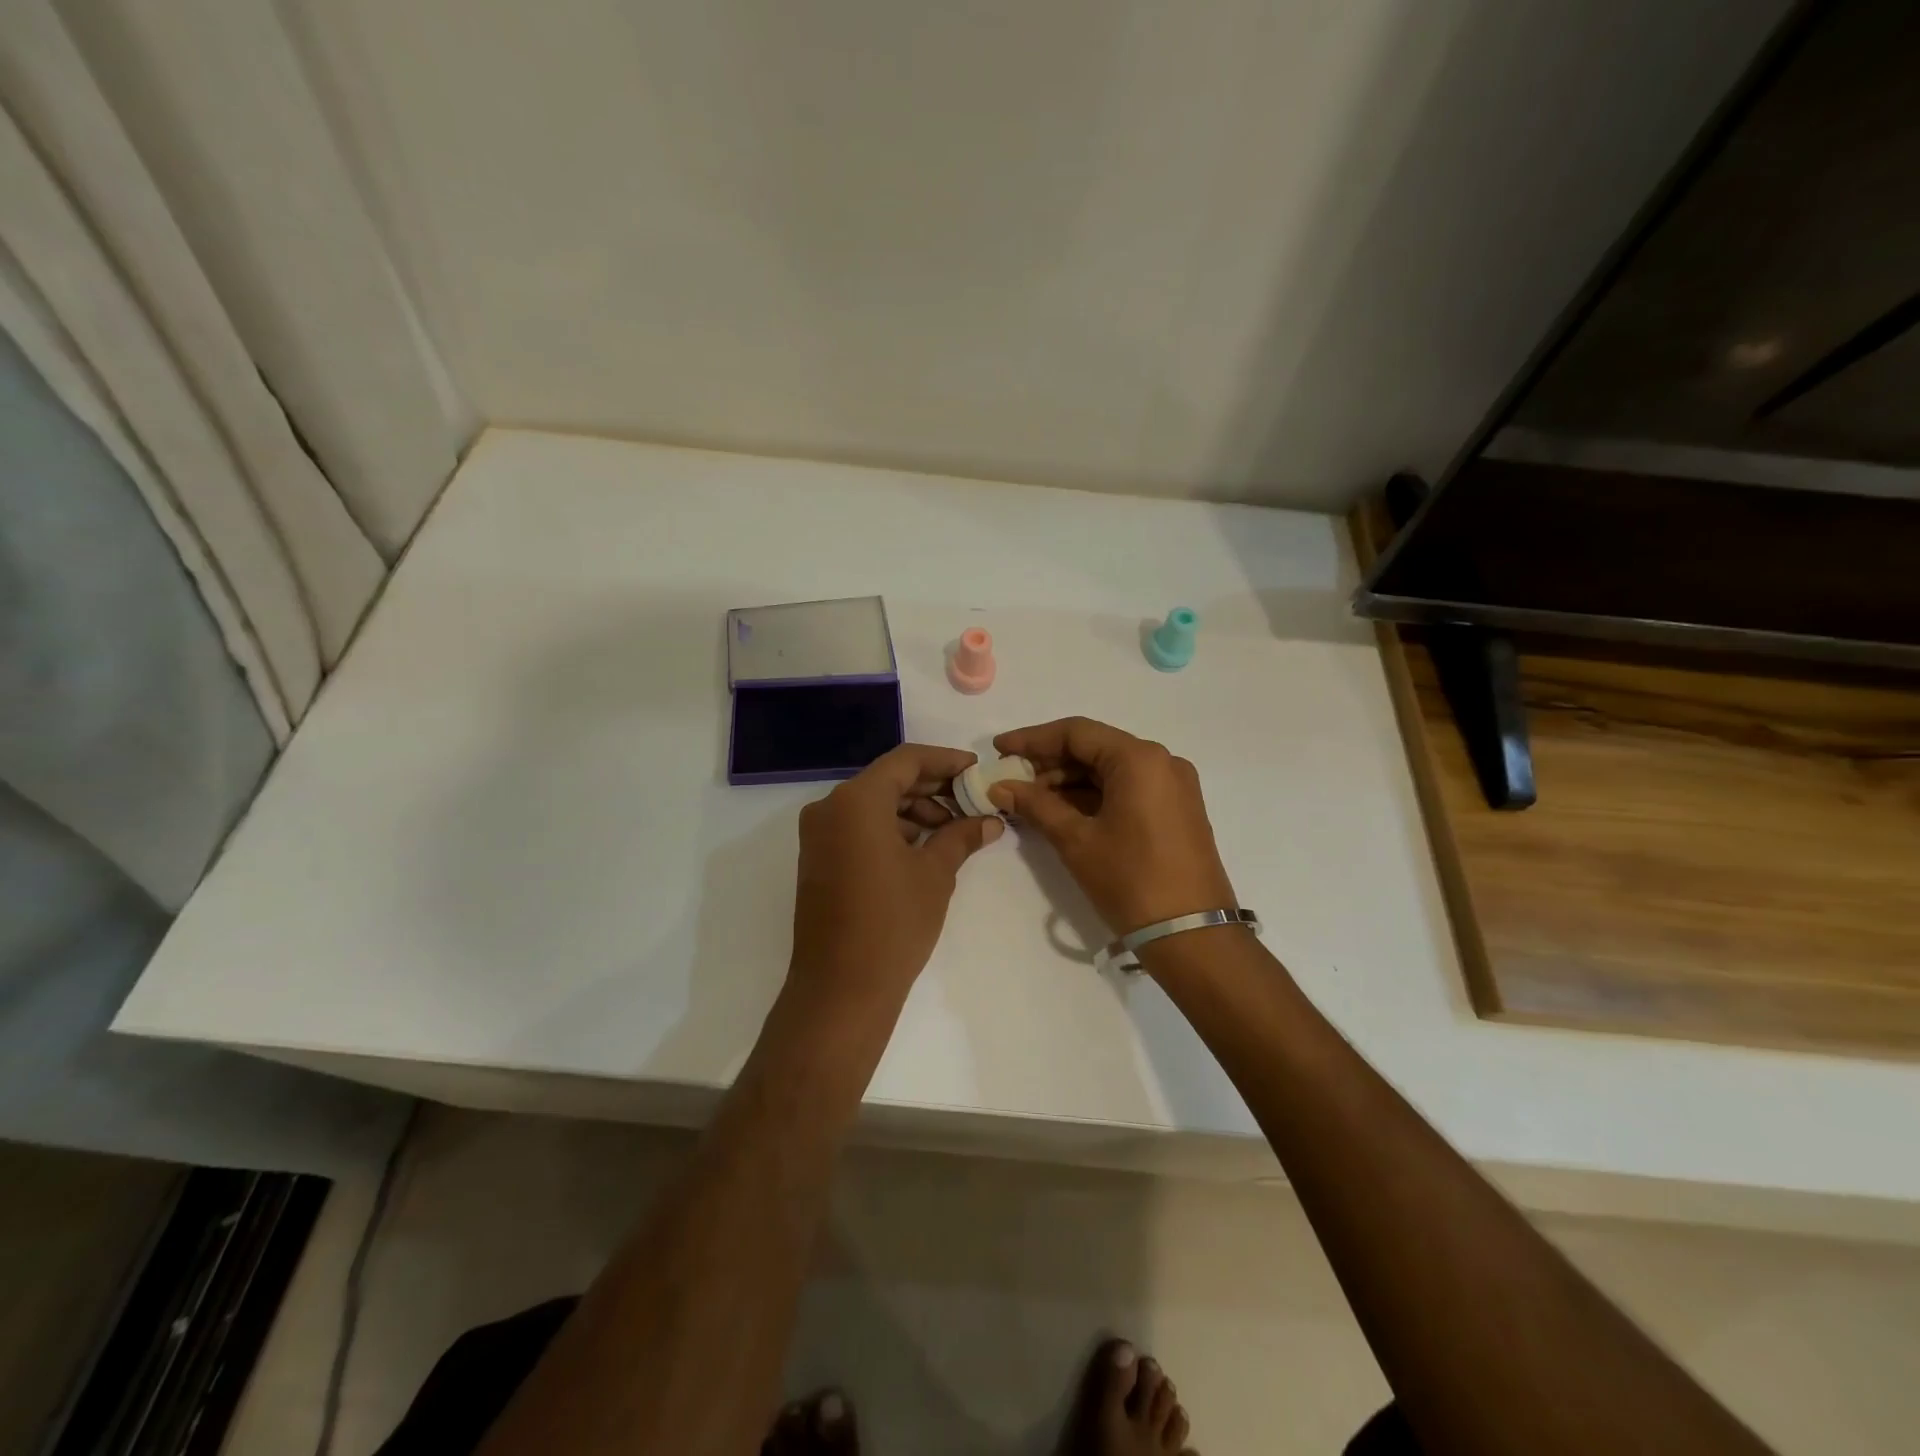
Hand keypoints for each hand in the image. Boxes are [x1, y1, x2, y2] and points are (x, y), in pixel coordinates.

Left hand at [787, 744, 1001, 1024]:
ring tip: (954, 830)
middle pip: (888, 780)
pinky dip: (891, 828)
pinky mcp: (818, 859)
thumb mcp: (935, 873)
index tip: (977, 770)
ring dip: (914, 810)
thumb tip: (990, 821)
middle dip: (932, 787)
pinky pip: (858, 827)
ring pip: (873, 804)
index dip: (945, 761)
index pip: (906, 760)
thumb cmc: (893, 923)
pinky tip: (925, 846)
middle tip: (973, 800)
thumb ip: (962, 836)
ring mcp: (819, 835)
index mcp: (856, 800)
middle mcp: (830, 808)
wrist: (841, 988)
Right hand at [989, 717, 1234, 935]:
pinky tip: (1060, 811)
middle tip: (1010, 780)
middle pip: (1095, 748)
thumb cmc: (1131, 881)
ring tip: (1029, 800)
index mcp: (1139, 758)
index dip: (1032, 739)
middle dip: (1049, 763)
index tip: (999, 749)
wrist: (1192, 936)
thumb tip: (999, 786)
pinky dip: (1093, 796)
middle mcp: (1161, 761)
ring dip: (1069, 782)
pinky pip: (1127, 789)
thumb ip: (1036, 805)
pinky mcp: (1176, 810)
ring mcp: (1173, 786)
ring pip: (1110, 770)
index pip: (1076, 733)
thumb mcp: (1076, 841)